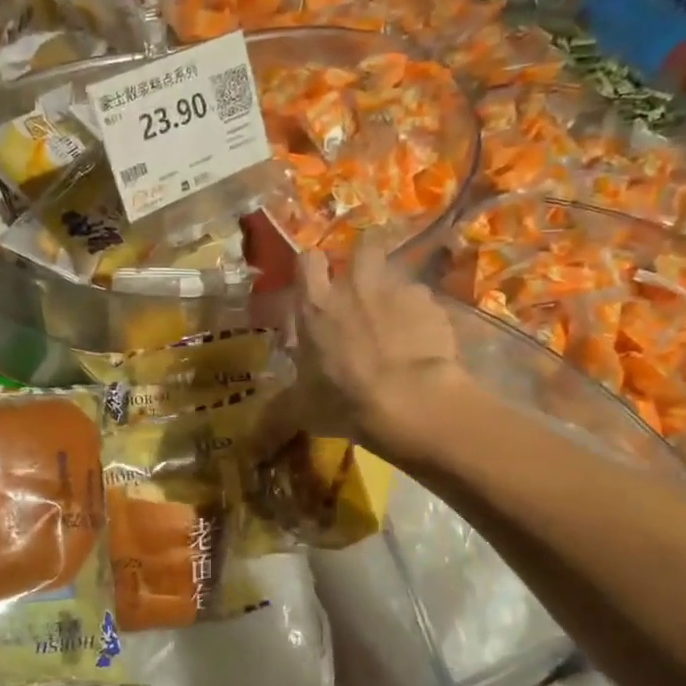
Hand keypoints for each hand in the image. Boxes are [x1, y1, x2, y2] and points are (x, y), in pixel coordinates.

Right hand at [264, 233, 466, 460]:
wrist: (412, 400)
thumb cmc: (345, 400)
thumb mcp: (302, 409)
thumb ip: (280, 409)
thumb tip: (252, 439)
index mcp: (316, 305)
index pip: (308, 260)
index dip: (312, 268)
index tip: (315, 283)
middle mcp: (356, 286)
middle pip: (363, 247)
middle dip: (363, 260)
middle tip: (362, 289)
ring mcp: (398, 290)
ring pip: (396, 274)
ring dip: (393, 292)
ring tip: (395, 321)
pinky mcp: (433, 305)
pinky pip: (424, 302)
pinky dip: (421, 316)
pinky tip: (422, 342)